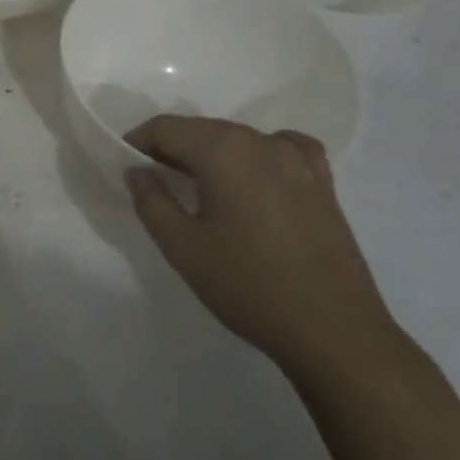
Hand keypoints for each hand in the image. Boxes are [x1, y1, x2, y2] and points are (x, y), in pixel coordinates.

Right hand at [125, 116, 402, 380]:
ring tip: (199, 184)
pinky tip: (257, 175)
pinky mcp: (322, 181)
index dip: (139, 140)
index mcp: (223, 150)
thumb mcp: (183, 248)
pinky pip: (283, 148)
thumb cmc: (249, 286)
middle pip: (203, 129)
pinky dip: (259, 153)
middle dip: (173, 146)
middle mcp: (259, 141)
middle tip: (154, 178)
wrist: (334, 331)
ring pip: (239, 138)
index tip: (125, 163)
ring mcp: (297, 159)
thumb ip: (151, 201)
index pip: (167, 128)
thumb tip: (137, 170)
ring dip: (212, 152)